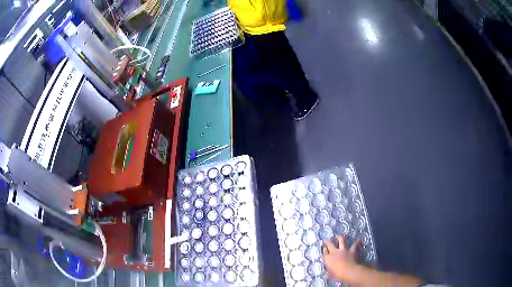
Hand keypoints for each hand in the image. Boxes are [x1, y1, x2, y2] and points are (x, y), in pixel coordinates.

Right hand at [323, 235, 360, 281]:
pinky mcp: (352, 250)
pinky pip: (355, 244)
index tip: (324, 248)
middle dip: (328, 241)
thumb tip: (325, 275)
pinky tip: (358, 239)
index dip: (324, 250)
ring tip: (339, 236)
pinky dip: (357, 242)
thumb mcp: (332, 275)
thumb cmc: (338, 274)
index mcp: (328, 258)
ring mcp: (344, 250)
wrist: (349, 270)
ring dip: (340, 237)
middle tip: (327, 240)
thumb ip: (329, 274)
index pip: (324, 252)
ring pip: (341, 240)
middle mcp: (335, 252)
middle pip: (330, 244)